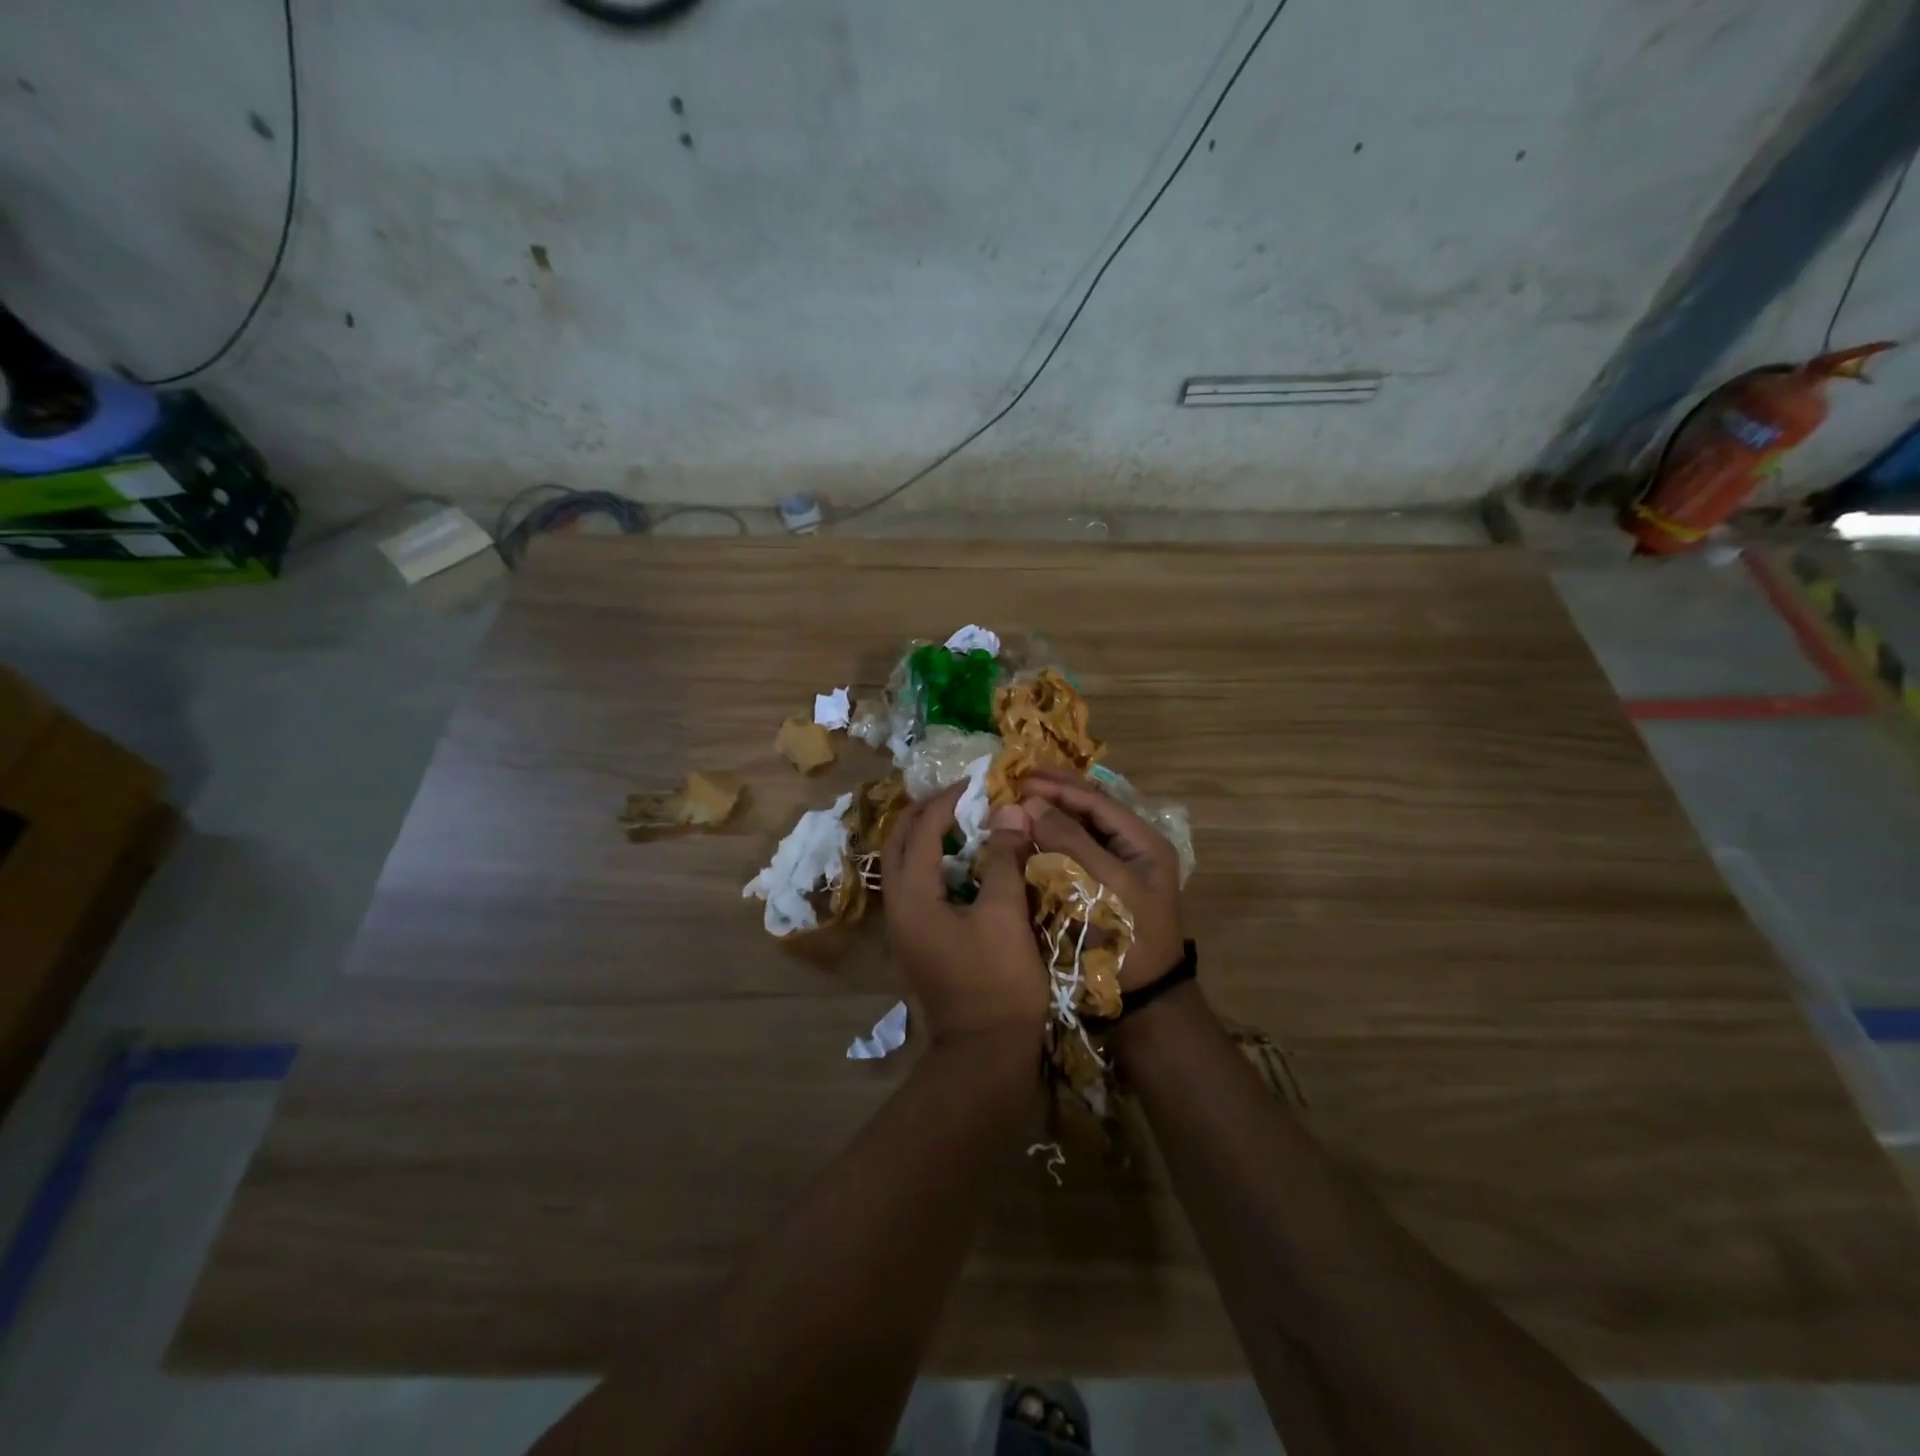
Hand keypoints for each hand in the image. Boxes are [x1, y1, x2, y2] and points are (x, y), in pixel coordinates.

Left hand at [882, 782, 1048, 1044]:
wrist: (985, 1054)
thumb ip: (1002, 858)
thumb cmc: (997, 982)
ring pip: (904, 867)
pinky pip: (917, 887)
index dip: (947, 801)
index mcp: (912, 897)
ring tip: (962, 821)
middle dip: (924, 813)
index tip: (976, 782)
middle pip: (898, 844)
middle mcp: (897, 908)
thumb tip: (1009, 810)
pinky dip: (934, 865)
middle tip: (960, 796)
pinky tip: (965, 864)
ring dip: (926, 838)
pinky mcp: (919, 942)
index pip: (920, 831)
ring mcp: (904, 928)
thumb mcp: (1004, 914)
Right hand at [1019, 767, 1184, 990]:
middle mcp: (1131, 849)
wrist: (1143, 1003)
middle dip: (1054, 794)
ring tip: (1018, 801)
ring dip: (1050, 815)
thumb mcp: (1104, 885)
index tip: (1022, 779)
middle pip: (1089, 811)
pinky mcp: (1097, 890)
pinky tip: (1027, 836)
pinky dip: (1049, 842)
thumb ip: (1070, 841)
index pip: (1097, 802)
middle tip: (1018, 780)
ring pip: (1079, 830)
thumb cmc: (1127, 939)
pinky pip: (1072, 855)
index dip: (1060, 787)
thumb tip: (1031, 802)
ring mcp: (1115, 870)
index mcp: (1144, 842)